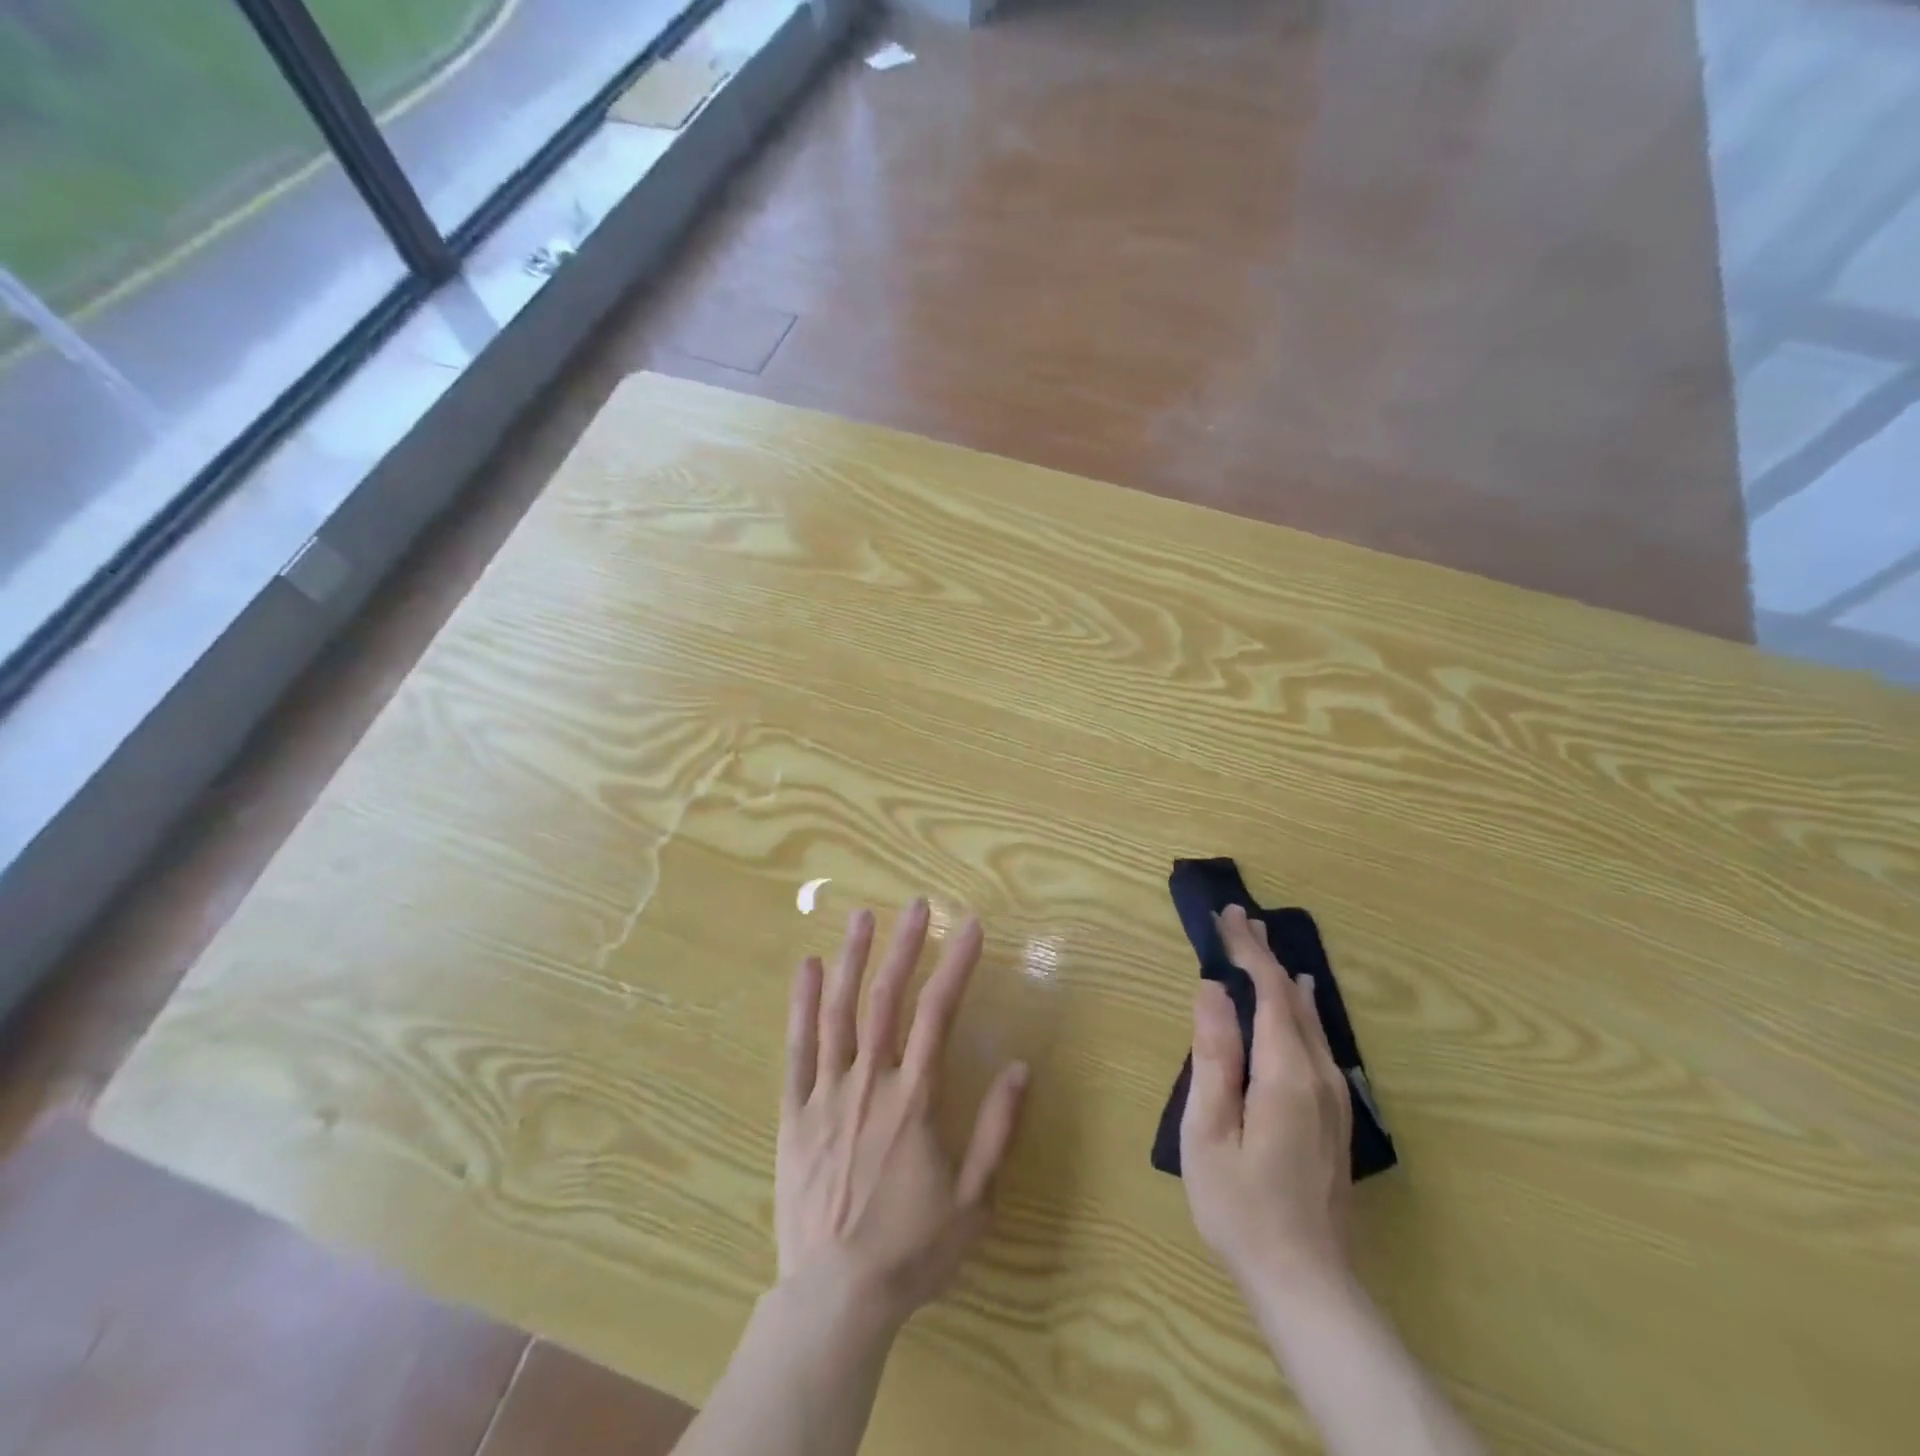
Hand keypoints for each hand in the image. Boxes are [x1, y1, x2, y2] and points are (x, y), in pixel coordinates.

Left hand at [777, 900, 1029, 1331]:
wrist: (835, 1298)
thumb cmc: (911, 1250)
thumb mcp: (974, 1200)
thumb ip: (997, 1130)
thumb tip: (1021, 1067)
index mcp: (915, 1099)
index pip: (939, 1014)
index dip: (957, 965)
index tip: (971, 927)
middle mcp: (871, 1083)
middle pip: (888, 1000)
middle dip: (905, 947)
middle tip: (917, 905)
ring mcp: (827, 1094)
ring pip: (839, 1013)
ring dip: (853, 959)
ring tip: (863, 916)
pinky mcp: (794, 1113)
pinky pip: (796, 1050)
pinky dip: (801, 1005)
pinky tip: (807, 968)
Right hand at [1181, 904, 1352, 1296]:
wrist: (1306, 1282)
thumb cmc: (1240, 1205)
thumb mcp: (1208, 1131)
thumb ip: (1214, 1055)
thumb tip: (1213, 990)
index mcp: (1286, 1074)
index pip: (1270, 993)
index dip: (1248, 951)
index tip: (1226, 917)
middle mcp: (1319, 1076)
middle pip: (1293, 999)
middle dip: (1264, 956)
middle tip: (1239, 918)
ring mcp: (1333, 1097)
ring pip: (1310, 1019)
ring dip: (1281, 978)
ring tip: (1261, 947)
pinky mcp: (1334, 1115)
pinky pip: (1317, 1041)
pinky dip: (1298, 1007)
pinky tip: (1298, 1000)